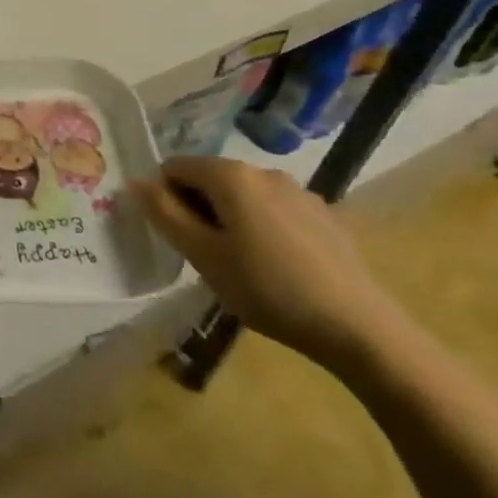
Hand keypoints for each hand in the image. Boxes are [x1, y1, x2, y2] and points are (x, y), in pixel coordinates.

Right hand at [131, 155, 409, 369]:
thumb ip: (163, 213)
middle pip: (210, 179)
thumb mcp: (202, 255)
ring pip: (244, 196)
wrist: (361, 329)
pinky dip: (264, 229)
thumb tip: (136, 182)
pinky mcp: (326, 216)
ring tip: (244, 266)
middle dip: (200, 210)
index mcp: (230, 175)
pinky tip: (280, 268)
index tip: (179, 239)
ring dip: (232, 220)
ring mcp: (300, 192)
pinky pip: (276, 211)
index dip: (166, 199)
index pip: (174, 168)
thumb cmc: (268, 288)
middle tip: (209, 257)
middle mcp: (264, 171)